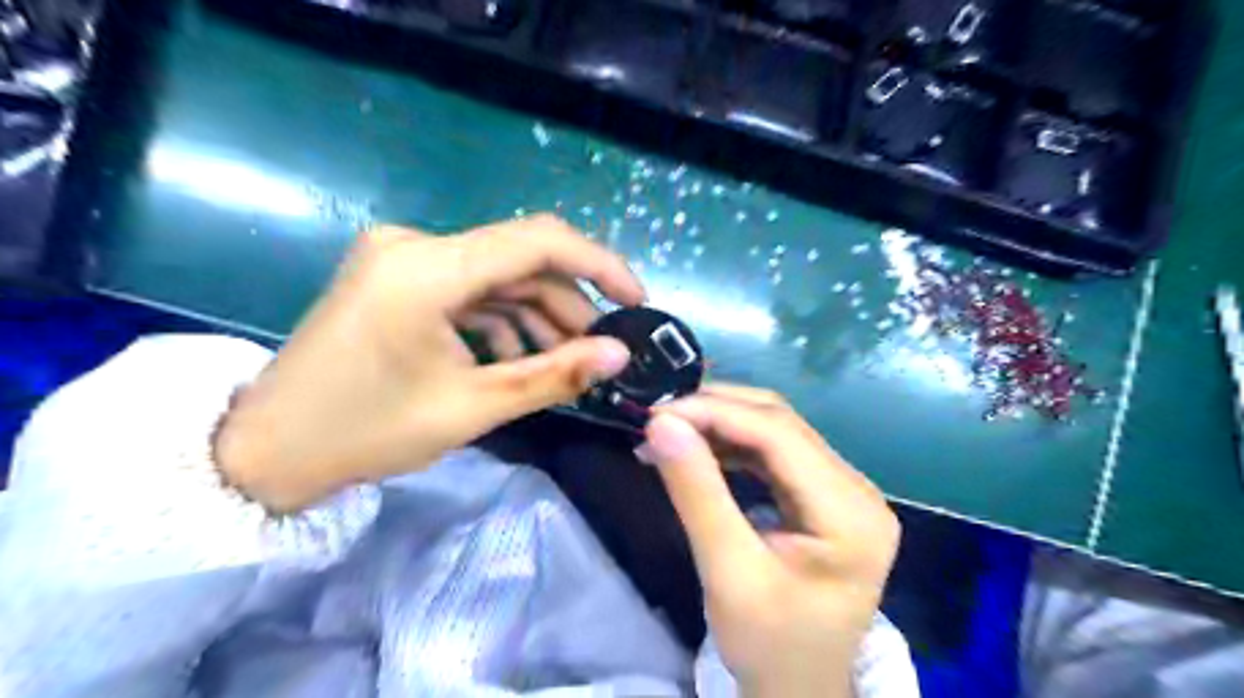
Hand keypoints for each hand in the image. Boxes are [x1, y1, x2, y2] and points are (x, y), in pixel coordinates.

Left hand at [216, 214, 641, 511]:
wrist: (267, 449)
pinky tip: (516, 356)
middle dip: (568, 304)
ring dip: (537, 314)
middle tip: (601, 350)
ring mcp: (402, 257)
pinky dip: (501, 318)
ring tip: (564, 361)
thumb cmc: (366, 432)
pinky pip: (469, 288)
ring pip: (498, 276)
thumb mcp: (472, 407)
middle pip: (520, 260)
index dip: (599, 265)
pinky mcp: (398, 275)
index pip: (538, 241)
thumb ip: (553, 375)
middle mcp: (415, 244)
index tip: (635, 300)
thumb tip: (618, 356)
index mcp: (428, 269)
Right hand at [635, 388, 900, 697]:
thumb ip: (697, 493)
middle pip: (780, 424)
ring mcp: (844, 490)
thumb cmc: (768, 646)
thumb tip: (661, 422)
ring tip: (669, 431)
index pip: (779, 435)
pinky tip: (698, 449)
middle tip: (657, 418)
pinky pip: (774, 453)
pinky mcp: (823, 496)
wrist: (798, 690)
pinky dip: (731, 445)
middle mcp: (857, 489)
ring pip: (775, 431)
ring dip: (720, 424)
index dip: (716, 412)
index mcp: (850, 512)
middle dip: (715, 412)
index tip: (656, 412)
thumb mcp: (727, 573)